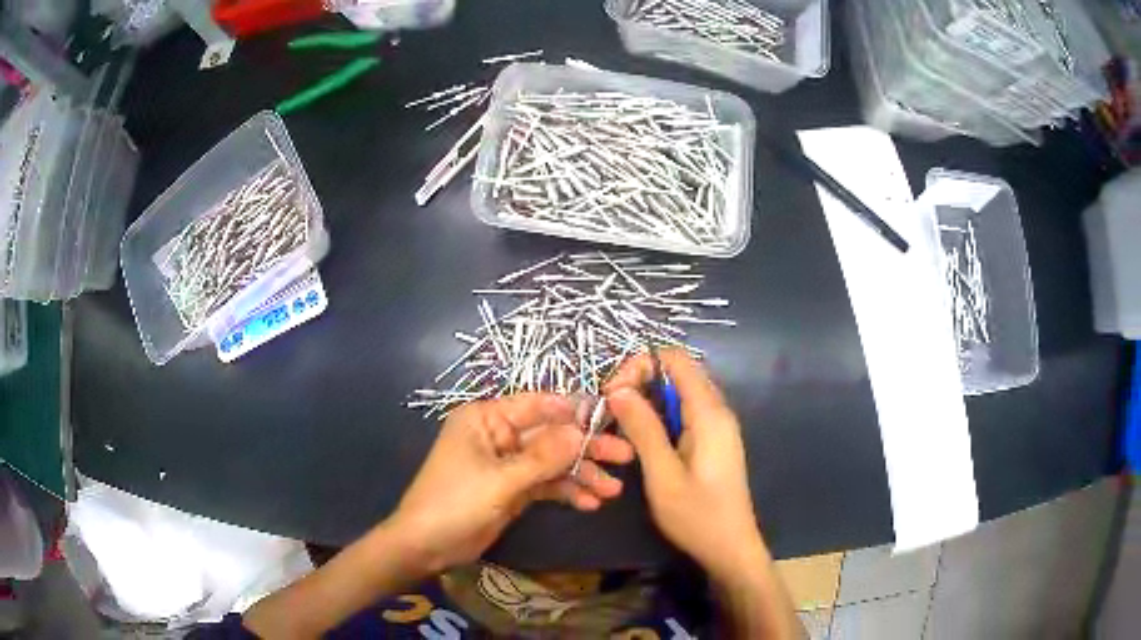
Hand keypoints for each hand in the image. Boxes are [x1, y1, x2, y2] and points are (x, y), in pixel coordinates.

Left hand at [389, 393, 633, 574]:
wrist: (427, 546)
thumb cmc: (455, 502)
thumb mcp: (500, 480)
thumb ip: (543, 457)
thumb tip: (582, 431)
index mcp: (486, 418)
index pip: (537, 405)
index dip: (574, 410)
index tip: (611, 417)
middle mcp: (499, 435)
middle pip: (551, 436)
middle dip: (586, 448)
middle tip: (625, 457)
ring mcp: (508, 464)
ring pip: (553, 462)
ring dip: (582, 475)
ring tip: (613, 491)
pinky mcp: (513, 489)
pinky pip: (546, 484)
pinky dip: (566, 492)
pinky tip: (589, 504)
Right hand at [605, 350, 767, 579]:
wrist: (731, 548)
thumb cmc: (697, 516)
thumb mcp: (662, 475)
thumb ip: (643, 429)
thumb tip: (617, 389)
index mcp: (709, 413)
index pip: (676, 359)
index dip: (640, 364)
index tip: (612, 393)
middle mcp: (718, 410)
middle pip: (678, 372)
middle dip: (641, 380)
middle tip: (611, 409)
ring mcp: (718, 425)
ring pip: (680, 392)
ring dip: (649, 399)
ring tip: (621, 424)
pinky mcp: (714, 440)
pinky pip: (685, 412)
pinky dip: (661, 415)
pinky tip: (643, 439)